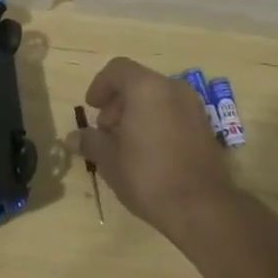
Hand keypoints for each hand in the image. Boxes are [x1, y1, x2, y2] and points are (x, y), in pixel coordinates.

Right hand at [69, 57, 236, 239]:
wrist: (202, 208)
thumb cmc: (148, 176)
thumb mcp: (109, 160)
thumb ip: (90, 141)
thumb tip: (72, 138)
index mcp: (146, 88)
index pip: (117, 69)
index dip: (100, 85)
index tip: (92, 108)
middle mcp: (172, 88)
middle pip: (137, 82)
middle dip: (117, 103)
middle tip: (106, 131)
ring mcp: (193, 106)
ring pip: (156, 97)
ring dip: (136, 112)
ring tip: (126, 144)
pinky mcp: (205, 125)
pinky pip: (173, 111)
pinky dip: (157, 121)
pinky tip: (149, 152)